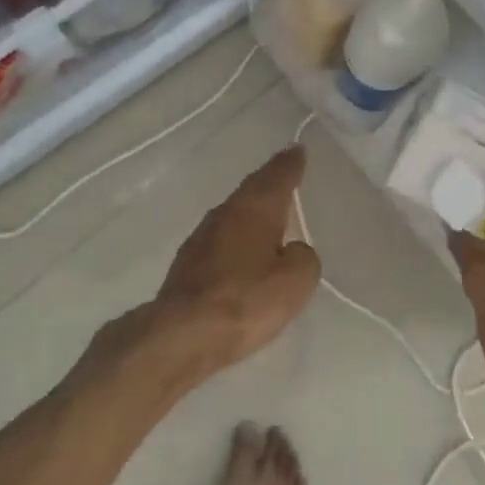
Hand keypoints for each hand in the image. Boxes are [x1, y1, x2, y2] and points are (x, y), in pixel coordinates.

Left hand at [125, 146, 321, 376]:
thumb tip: (292, 251)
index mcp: (254, 209)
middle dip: (269, 182)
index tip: (297, 150)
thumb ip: (302, 258)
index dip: (290, 164)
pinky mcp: (187, 265)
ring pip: (233, 214)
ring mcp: (200, 238)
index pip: (276, 176)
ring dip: (250, 211)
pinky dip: (236, 238)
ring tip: (267, 213)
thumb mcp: (295, 281)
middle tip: (284, 172)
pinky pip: (221, 240)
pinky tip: (241, 251)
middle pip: (251, 191)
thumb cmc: (246, 300)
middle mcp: (225, 214)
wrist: (182, 334)